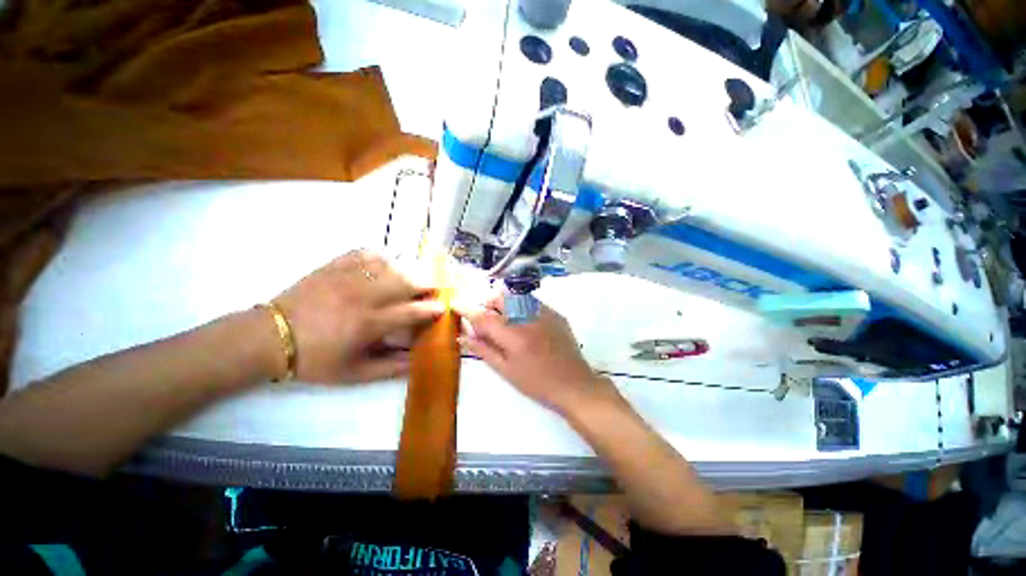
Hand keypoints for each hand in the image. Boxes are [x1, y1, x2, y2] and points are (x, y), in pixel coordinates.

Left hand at [274, 250, 443, 382]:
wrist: (270, 338)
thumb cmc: (315, 359)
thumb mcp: (354, 374)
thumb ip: (391, 368)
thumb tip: (419, 360)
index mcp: (367, 324)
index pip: (410, 311)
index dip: (430, 309)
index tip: (442, 307)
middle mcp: (362, 296)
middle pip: (405, 281)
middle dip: (426, 284)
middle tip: (433, 289)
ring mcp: (347, 277)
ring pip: (389, 265)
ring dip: (407, 270)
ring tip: (412, 279)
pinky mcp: (334, 266)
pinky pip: (365, 253)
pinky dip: (381, 257)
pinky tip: (386, 264)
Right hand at [456, 295, 617, 413]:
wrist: (574, 384)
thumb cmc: (537, 384)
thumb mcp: (506, 371)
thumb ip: (483, 350)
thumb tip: (461, 336)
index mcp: (513, 335)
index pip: (484, 316)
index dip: (467, 309)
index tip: (457, 305)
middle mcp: (528, 318)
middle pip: (500, 297)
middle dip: (488, 303)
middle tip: (486, 319)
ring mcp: (545, 313)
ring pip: (516, 296)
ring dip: (505, 304)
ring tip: (506, 322)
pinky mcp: (556, 313)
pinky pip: (532, 302)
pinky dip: (521, 307)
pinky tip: (525, 324)